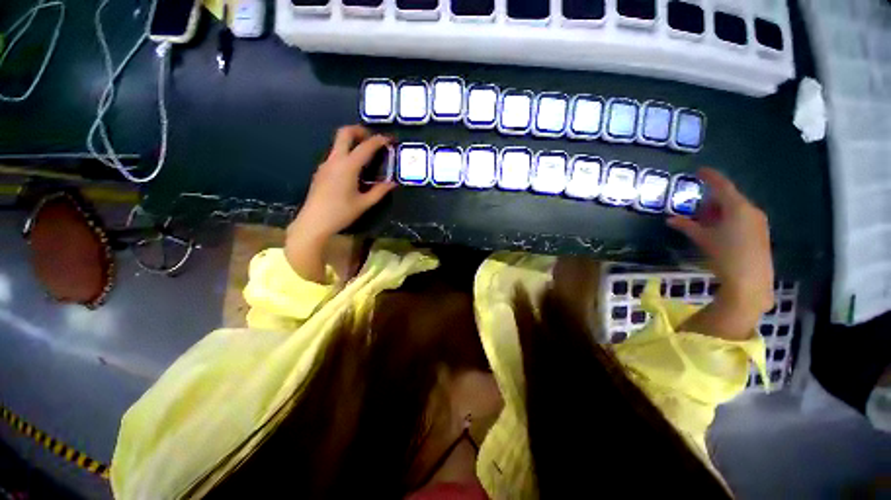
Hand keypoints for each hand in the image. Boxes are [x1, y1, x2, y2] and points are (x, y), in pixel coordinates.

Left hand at [286, 125, 395, 281]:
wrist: (313, 222)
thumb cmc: (341, 213)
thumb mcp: (364, 203)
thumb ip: (379, 191)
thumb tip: (392, 183)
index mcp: (348, 166)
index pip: (366, 147)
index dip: (379, 140)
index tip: (389, 139)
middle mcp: (335, 160)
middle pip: (344, 133)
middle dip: (359, 130)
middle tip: (372, 139)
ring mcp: (325, 164)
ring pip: (338, 143)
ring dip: (352, 142)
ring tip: (366, 154)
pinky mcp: (321, 171)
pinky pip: (335, 154)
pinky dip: (346, 153)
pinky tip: (353, 169)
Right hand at [668, 168, 774, 338]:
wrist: (750, 279)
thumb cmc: (724, 254)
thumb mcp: (702, 238)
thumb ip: (686, 226)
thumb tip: (670, 219)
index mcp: (737, 207)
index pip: (722, 186)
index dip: (710, 177)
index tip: (699, 170)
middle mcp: (750, 210)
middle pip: (729, 198)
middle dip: (711, 201)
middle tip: (695, 210)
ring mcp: (758, 221)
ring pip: (735, 208)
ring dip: (719, 211)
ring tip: (704, 222)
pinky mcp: (760, 232)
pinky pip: (742, 217)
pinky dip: (728, 219)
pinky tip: (718, 230)